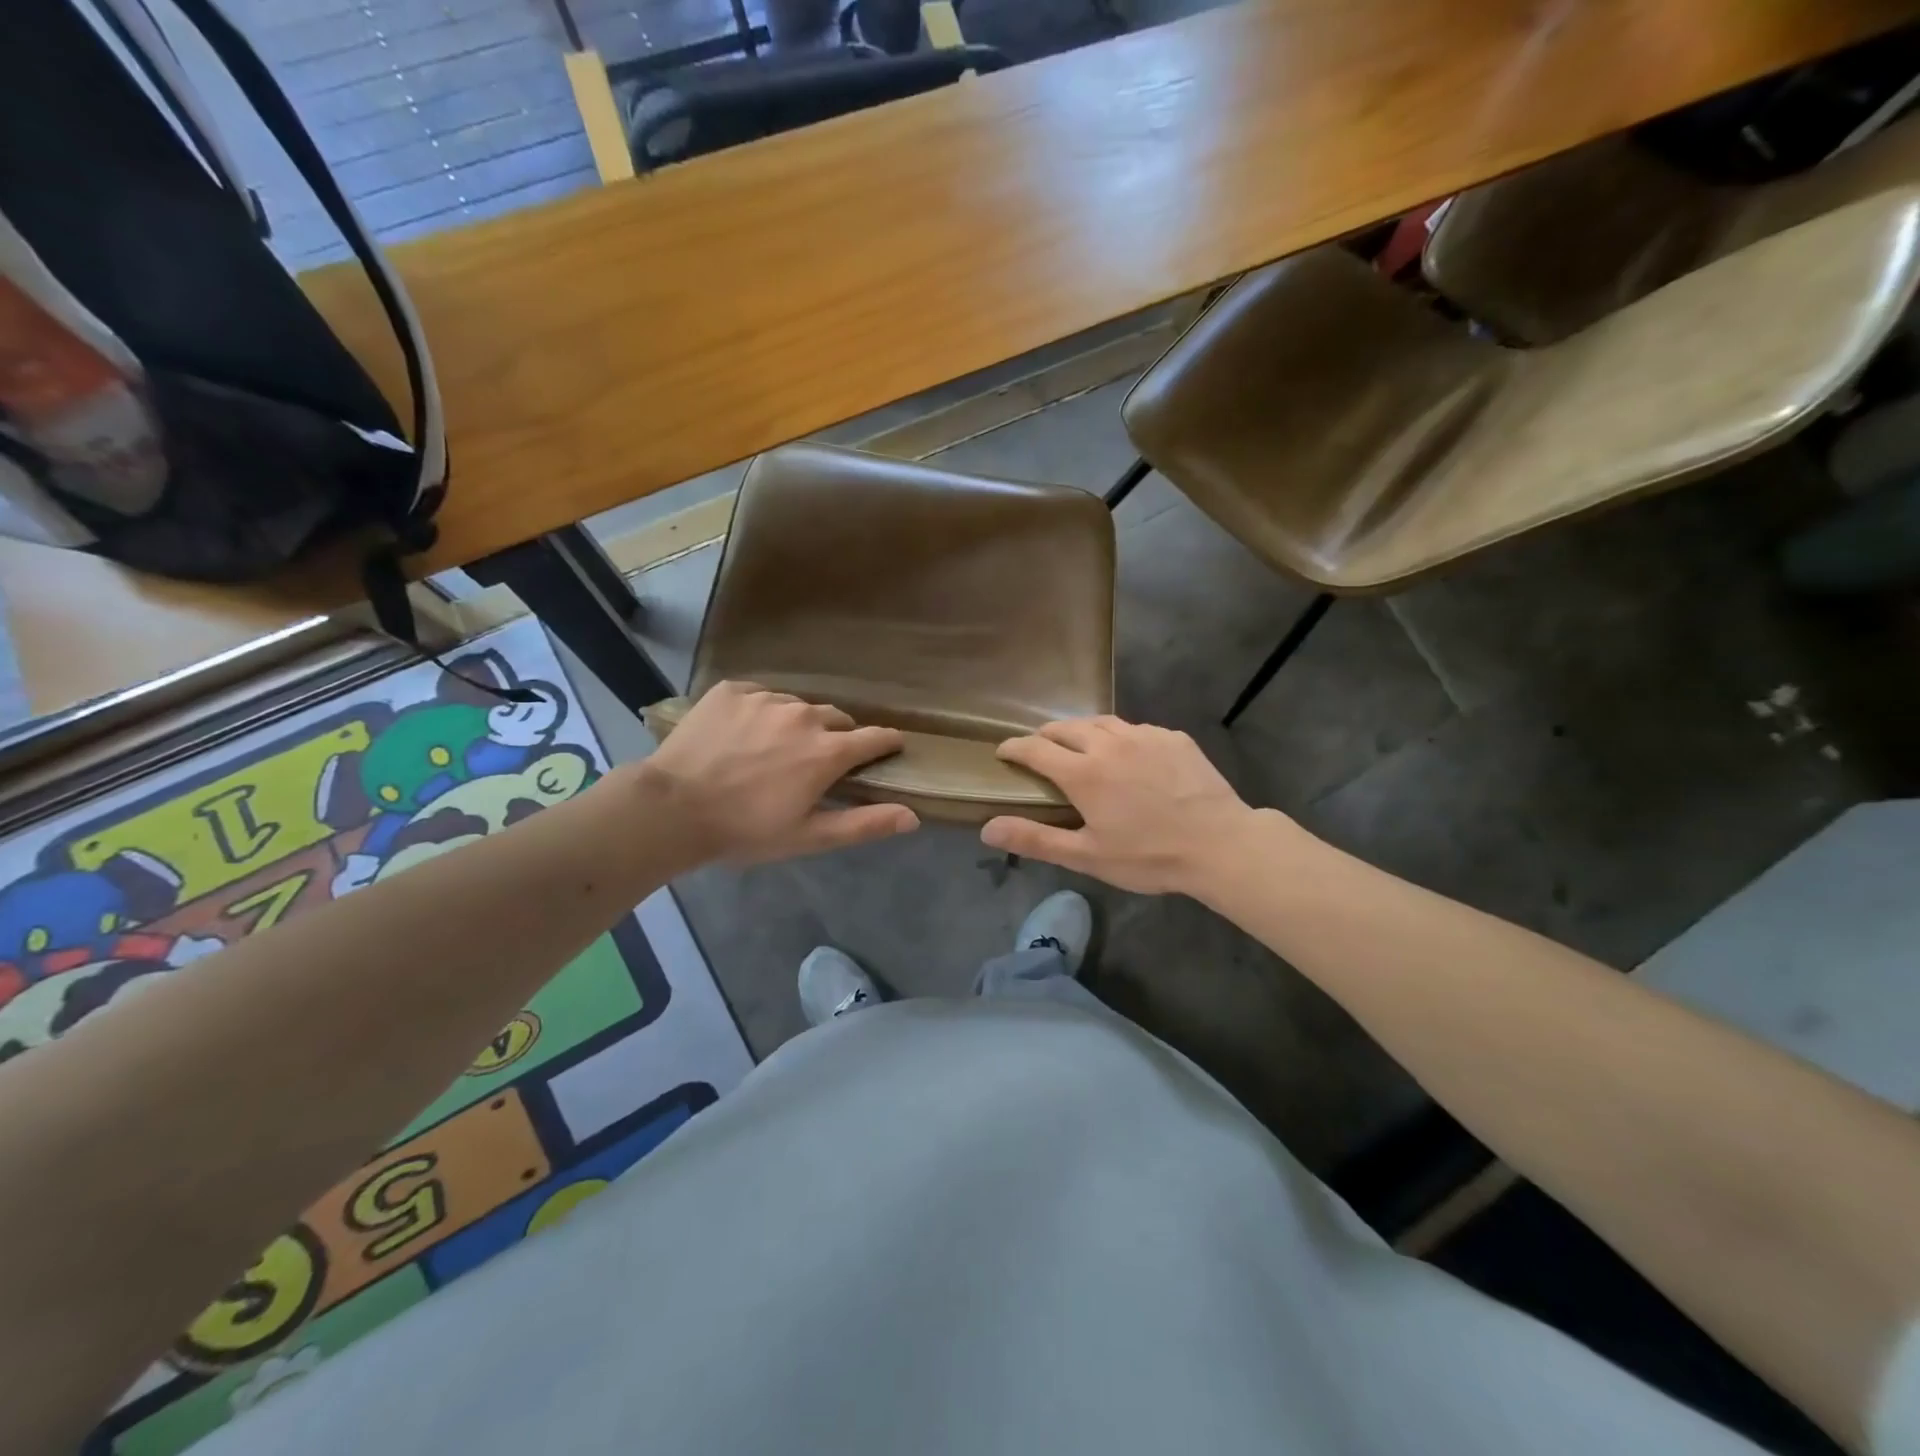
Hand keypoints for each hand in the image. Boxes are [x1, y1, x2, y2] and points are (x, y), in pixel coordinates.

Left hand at [642, 682, 918, 864]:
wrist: (672, 808)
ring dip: (798, 724)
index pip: (875, 737)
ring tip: (774, 750)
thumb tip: (913, 816)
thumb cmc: (745, 830)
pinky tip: (743, 736)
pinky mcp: (733, 690)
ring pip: (798, 706)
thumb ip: (864, 823)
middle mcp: (804, 715)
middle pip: (837, 719)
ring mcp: (766, 698)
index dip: (886, 743)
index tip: (889, 748)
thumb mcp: (809, 836)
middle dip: (836, 737)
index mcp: (828, 751)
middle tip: (817, 762)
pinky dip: (762, 713)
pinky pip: (761, 696)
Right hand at [981, 716, 1262, 894]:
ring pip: (1101, 722)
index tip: (1003, 752)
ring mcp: (1144, 735)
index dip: (1013, 747)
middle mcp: (1108, 743)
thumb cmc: (1149, 856)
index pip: (1035, 748)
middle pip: (1065, 727)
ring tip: (1078, 744)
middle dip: (1045, 736)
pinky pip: (1136, 728)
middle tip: (1039, 750)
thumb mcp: (1086, 856)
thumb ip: (1035, 839)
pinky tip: (1128, 754)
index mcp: (1083, 772)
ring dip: (1080, 730)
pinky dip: (1119, 737)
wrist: (1220, 844)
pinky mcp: (1173, 737)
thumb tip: (987, 829)